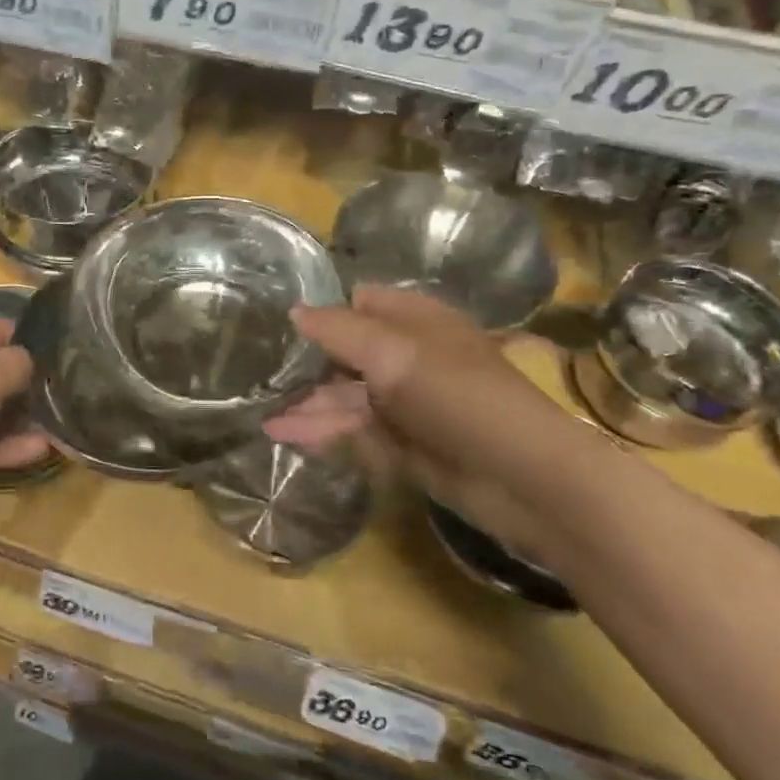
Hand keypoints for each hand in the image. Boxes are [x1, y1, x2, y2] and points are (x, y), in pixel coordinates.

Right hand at [265, 286, 574, 556]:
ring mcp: (405, 404)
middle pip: (347, 352)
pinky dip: (321, 432)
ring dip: (306, 404)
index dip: (324, 308)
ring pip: (346, 397)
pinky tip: (284, 435)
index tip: (279, 321)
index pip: (361, 302)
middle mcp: (409, 358)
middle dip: (306, 362)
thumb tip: (294, 311)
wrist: (520, 478)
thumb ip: (337, 330)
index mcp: (416, 322)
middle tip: (259, 372)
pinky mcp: (402, 445)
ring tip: (262, 414)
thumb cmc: (456, 396)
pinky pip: (354, 432)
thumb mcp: (391, 353)